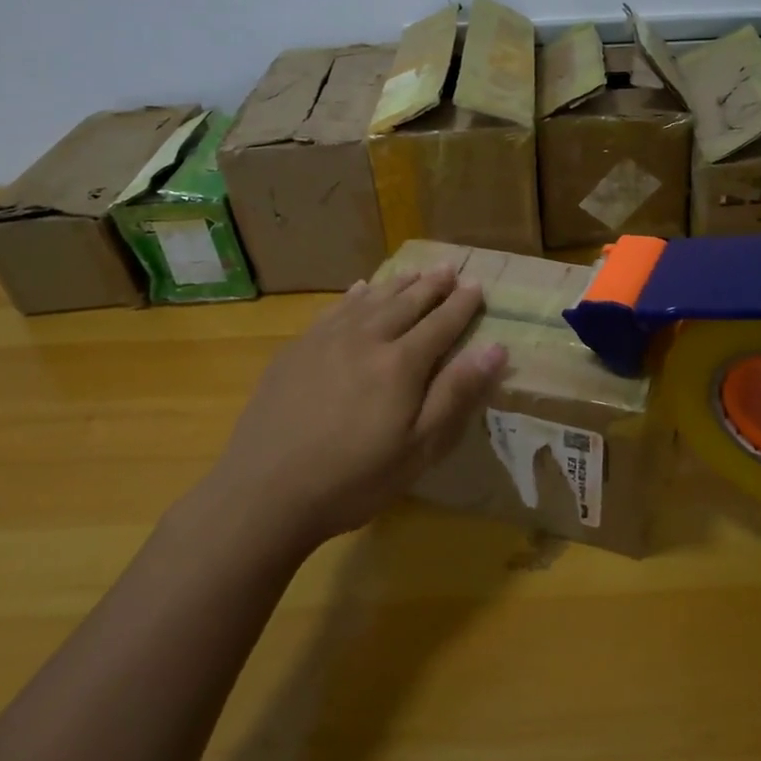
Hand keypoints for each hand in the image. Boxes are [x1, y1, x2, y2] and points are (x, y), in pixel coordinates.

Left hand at [207, 267, 507, 549]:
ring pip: (372, 300)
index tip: (477, 285)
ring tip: (415, 271)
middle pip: (407, 303)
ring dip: (397, 284)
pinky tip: (360, 289)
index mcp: (402, 363)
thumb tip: (495, 347)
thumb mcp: (418, 448)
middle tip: (449, 267)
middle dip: (432, 285)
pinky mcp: (297, 349)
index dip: (462, 304)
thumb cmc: (353, 479)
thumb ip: (456, 393)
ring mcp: (327, 340)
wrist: (265, 492)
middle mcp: (367, 338)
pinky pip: (334, 309)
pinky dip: (354, 296)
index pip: (441, 323)